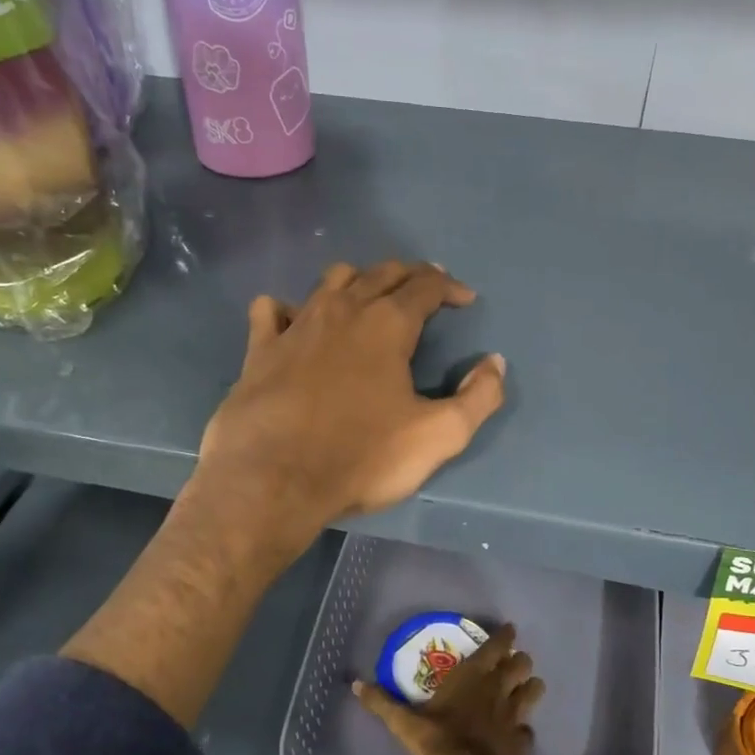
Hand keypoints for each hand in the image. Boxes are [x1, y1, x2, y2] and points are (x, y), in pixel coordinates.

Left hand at [196, 262, 506, 542]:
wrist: (272, 481)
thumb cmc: (361, 457)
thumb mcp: (439, 436)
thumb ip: (478, 398)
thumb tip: (495, 364)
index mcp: (388, 324)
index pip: (426, 286)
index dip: (450, 287)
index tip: (465, 300)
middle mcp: (343, 310)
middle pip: (382, 273)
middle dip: (410, 275)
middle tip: (426, 289)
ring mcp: (297, 325)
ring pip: (331, 280)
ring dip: (358, 280)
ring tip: (370, 299)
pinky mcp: (260, 349)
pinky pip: (272, 310)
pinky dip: (288, 309)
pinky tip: (295, 323)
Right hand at [354, 625, 543, 754]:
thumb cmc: (437, 740)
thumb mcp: (404, 722)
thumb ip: (383, 703)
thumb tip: (356, 684)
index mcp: (474, 675)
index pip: (497, 645)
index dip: (505, 636)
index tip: (509, 630)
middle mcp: (498, 688)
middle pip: (522, 664)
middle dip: (520, 661)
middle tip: (513, 663)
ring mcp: (514, 715)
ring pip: (534, 691)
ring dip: (530, 688)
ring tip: (524, 690)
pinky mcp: (521, 741)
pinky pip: (528, 730)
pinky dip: (525, 729)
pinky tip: (518, 733)